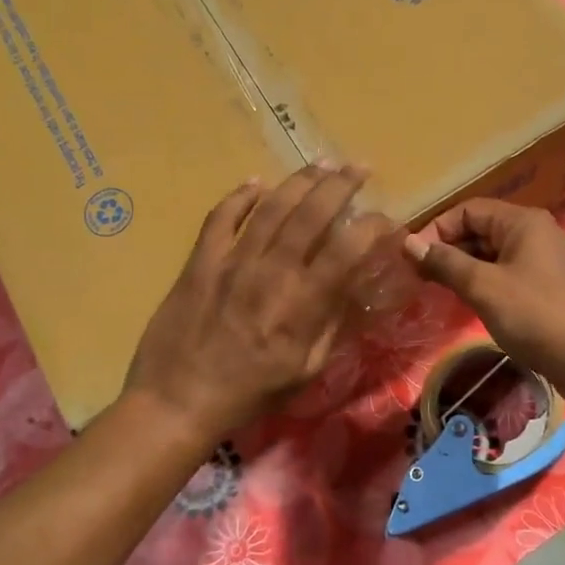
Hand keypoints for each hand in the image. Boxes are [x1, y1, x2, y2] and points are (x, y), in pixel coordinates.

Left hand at [125, 164, 375, 445]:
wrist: (178, 400)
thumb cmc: (250, 393)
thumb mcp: (306, 370)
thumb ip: (331, 324)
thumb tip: (351, 286)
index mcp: (303, 303)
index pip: (348, 249)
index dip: (373, 227)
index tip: (386, 219)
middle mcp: (272, 271)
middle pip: (312, 213)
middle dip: (341, 185)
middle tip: (359, 167)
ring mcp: (232, 261)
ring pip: (271, 206)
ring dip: (300, 180)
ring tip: (321, 164)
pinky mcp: (200, 261)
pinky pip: (221, 217)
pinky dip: (239, 196)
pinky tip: (256, 183)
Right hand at [404, 199, 564, 400]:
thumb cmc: (535, 316)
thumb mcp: (484, 287)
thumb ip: (446, 262)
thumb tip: (408, 242)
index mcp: (522, 221)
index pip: (467, 210)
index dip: (437, 230)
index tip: (412, 258)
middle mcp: (535, 231)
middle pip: (480, 228)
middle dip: (448, 248)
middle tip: (420, 276)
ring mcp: (544, 257)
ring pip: (492, 252)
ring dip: (464, 266)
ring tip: (437, 288)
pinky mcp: (547, 282)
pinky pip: (506, 270)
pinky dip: (484, 279)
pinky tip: (468, 299)